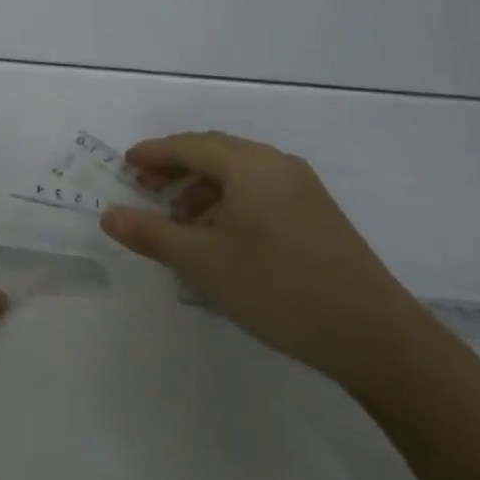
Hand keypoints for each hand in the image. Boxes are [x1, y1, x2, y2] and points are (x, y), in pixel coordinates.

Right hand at [100, 132, 446, 393]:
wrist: (371, 334)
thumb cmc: (276, 288)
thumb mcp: (202, 262)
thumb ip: (151, 234)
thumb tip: (108, 215)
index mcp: (250, 166)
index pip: (190, 145)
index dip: (153, 153)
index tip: (125, 165)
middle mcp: (278, 166)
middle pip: (216, 153)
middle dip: (176, 169)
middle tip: (143, 189)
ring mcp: (303, 190)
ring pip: (239, 175)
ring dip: (202, 190)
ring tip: (178, 224)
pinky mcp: (316, 215)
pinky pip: (260, 193)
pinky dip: (228, 204)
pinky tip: (219, 239)